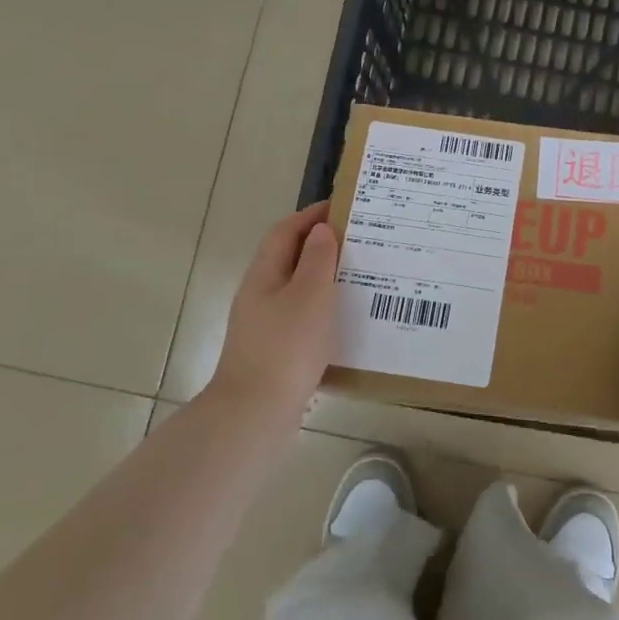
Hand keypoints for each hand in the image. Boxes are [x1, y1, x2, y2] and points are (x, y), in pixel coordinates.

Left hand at [211, 203, 339, 417]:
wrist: (256, 413)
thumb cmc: (286, 347)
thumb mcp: (308, 295)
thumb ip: (317, 259)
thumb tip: (321, 230)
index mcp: (264, 275)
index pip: (285, 231)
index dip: (311, 215)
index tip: (344, 206)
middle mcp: (260, 295)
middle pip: (290, 258)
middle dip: (322, 244)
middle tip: (360, 240)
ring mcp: (266, 325)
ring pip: (298, 288)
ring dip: (326, 277)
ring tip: (362, 276)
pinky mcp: (277, 351)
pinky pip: (303, 316)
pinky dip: (325, 308)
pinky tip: (347, 319)